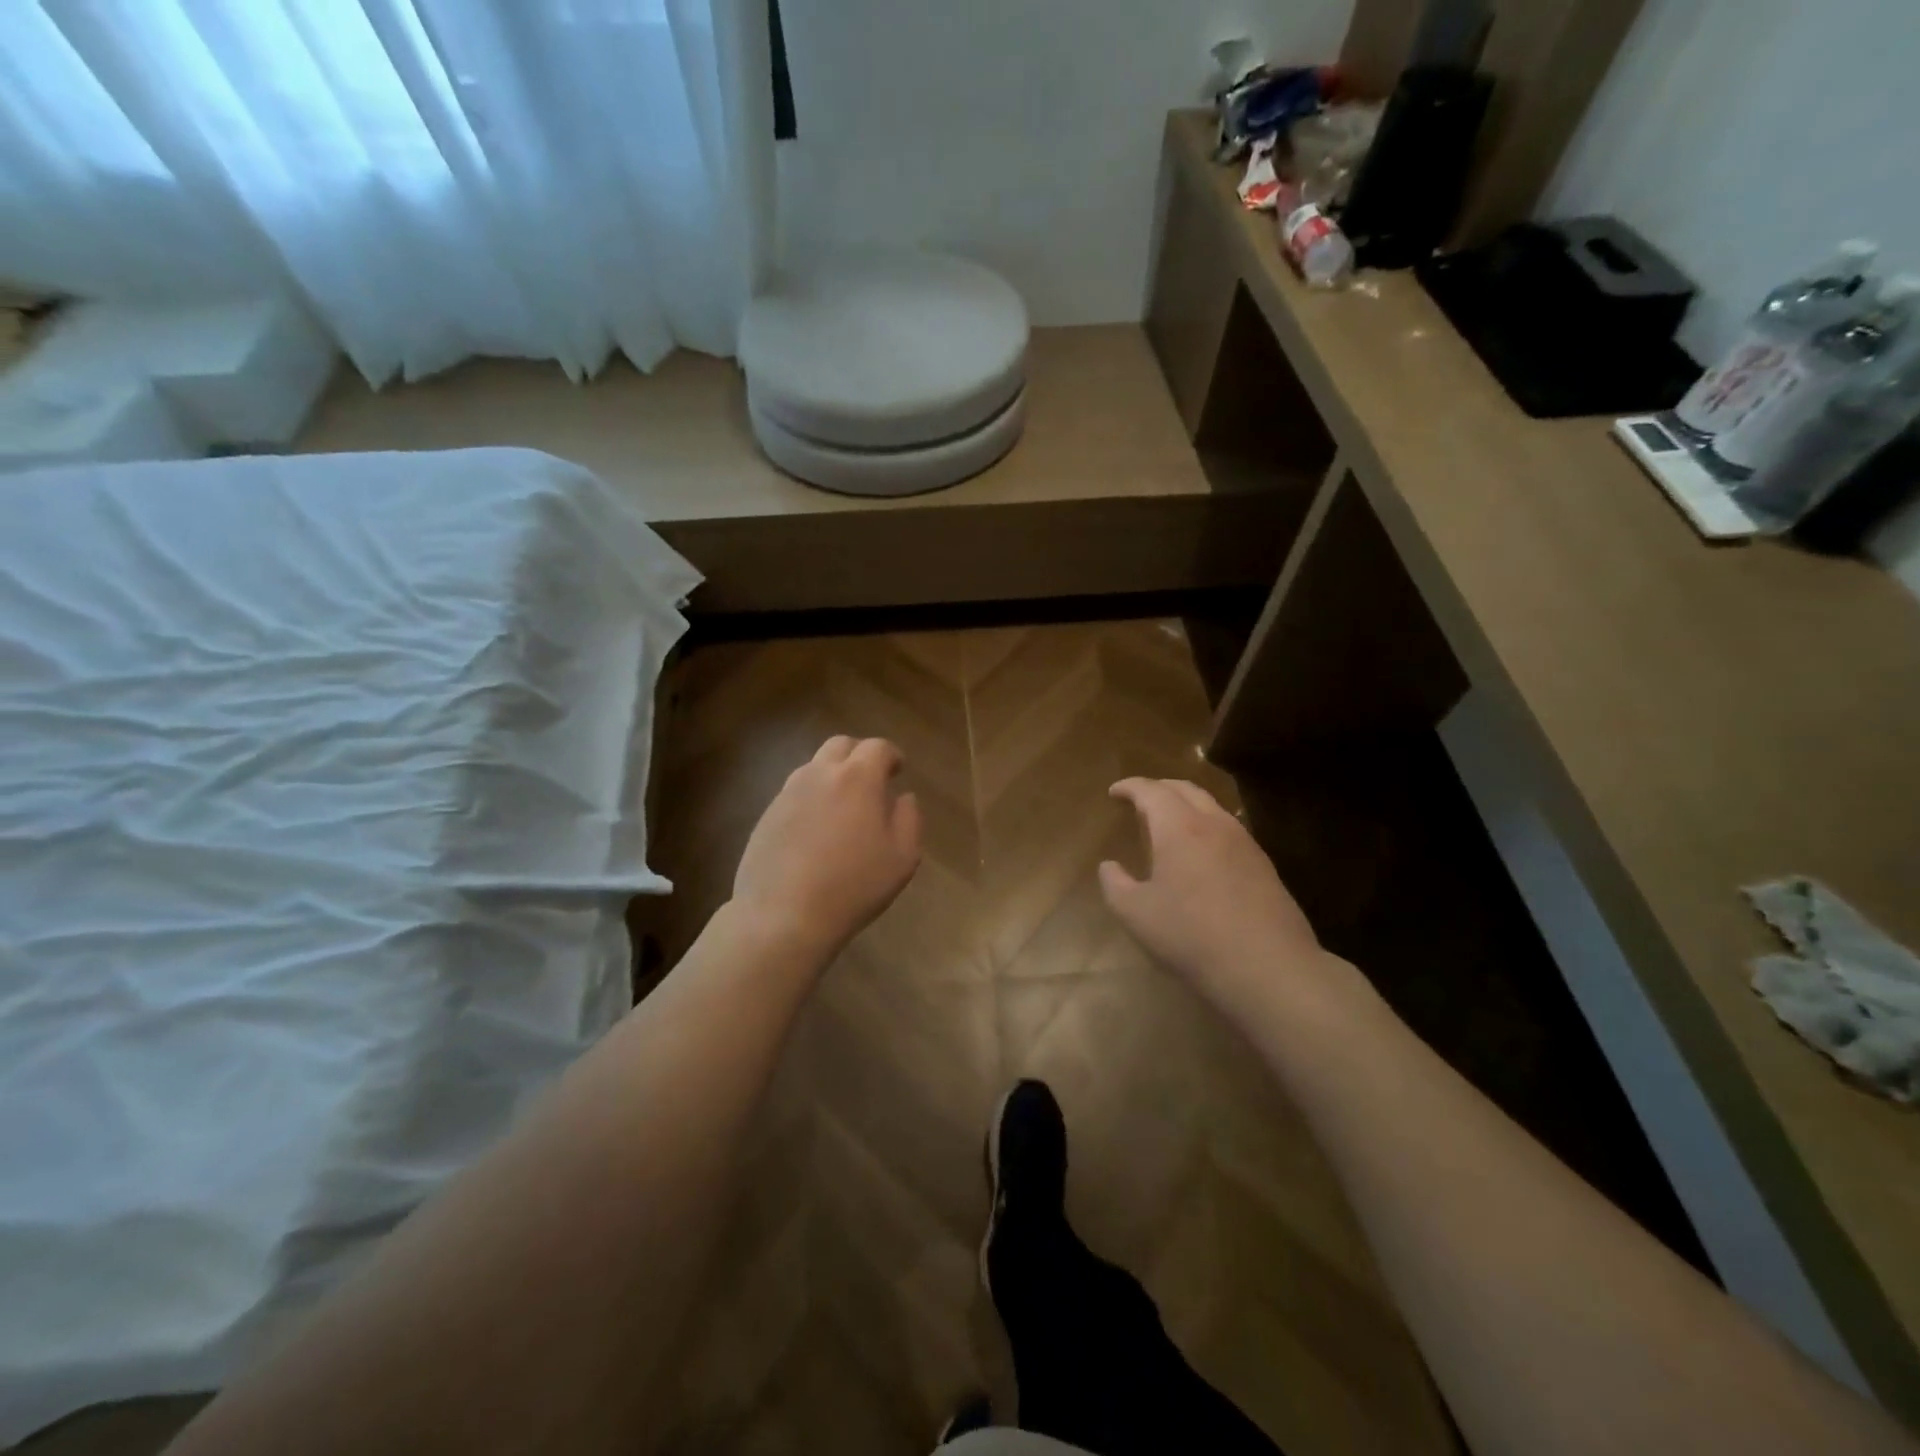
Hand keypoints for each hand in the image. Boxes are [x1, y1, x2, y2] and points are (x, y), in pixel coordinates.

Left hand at [731, 736, 922, 959]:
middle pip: (841, 746)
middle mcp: (819, 774)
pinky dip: (812, 799)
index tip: (899, 770)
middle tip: (872, 781)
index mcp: (857, 778)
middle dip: (860, 756)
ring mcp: (788, 793)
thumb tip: (903, 797)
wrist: (783, 915)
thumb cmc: (853, 886)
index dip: (892, 755)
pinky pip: (795, 793)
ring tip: (843, 808)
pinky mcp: (767, 814)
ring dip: (833, 776)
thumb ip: (909, 819)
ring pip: (814, 767)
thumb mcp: (902, 858)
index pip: (877, 747)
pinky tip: (816, 830)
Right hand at [1099, 778, 1324, 1012]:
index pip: (1151, 791)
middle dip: (1159, 788)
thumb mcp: (1136, 914)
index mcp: (1179, 827)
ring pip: (1212, 807)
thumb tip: (1109, 866)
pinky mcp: (1264, 865)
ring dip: (1186, 805)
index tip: (1114, 792)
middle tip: (1139, 799)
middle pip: (1185, 789)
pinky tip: (1201, 852)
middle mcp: (1214, 824)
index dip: (1130, 787)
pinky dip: (1206, 826)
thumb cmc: (1191, 935)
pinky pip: (1228, 829)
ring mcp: (1244, 843)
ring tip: (1169, 823)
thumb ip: (1114, 884)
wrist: (1268, 967)